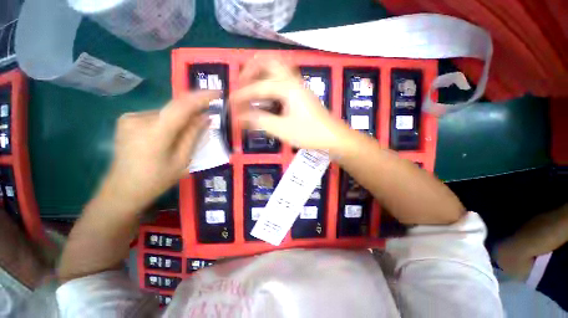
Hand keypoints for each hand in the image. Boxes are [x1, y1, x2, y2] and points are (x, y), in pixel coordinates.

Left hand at [100, 91, 217, 211]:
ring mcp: (130, 118)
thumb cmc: (155, 180)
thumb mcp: (182, 161)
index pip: (182, 106)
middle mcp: (139, 119)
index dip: (201, 97)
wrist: (122, 190)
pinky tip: (168, 137)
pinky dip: (168, 122)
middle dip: (192, 114)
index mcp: (154, 133)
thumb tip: (206, 117)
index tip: (217, 92)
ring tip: (183, 137)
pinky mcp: (126, 120)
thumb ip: (193, 136)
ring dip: (180, 120)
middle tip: (205, 122)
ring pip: (166, 113)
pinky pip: (156, 116)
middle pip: (174, 110)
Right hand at [230, 56, 350, 151]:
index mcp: (287, 87)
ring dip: (261, 74)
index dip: (242, 95)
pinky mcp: (301, 94)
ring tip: (250, 88)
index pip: (258, 86)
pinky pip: (283, 80)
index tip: (230, 103)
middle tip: (241, 84)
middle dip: (251, 70)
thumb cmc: (309, 133)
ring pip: (277, 69)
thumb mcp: (282, 129)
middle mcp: (293, 81)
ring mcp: (299, 86)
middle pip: (269, 62)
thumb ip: (259, 121)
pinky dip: (270, 83)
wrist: (333, 137)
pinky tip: (267, 96)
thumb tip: (239, 117)